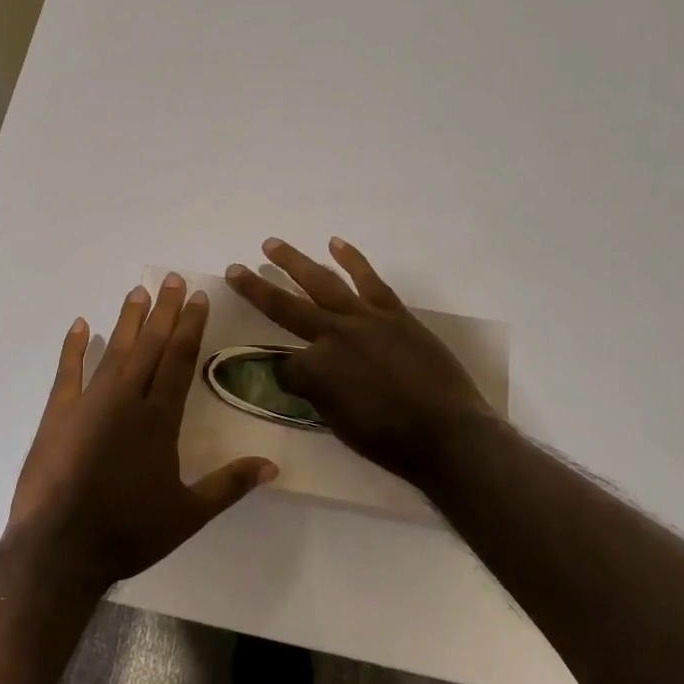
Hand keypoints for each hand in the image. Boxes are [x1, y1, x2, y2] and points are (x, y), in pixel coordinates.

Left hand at [7, 273, 277, 588]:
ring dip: (127, 320)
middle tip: (171, 279)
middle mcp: (127, 400)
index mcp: (159, 418)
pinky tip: (80, 325)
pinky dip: (74, 347)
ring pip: (114, 350)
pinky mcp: (58, 414)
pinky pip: (68, 372)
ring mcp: (89, 403)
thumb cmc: (129, 531)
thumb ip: (230, 485)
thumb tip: (273, 465)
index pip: (179, 359)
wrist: (60, 549)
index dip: (189, 326)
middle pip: (149, 345)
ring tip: (137, 291)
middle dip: (163, 311)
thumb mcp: (188, 514)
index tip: (197, 297)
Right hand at [225, 238, 496, 491]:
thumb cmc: (390, 441)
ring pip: (321, 282)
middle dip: (256, 288)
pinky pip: (368, 279)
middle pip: (284, 307)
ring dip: (293, 262)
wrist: (448, 433)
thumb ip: (315, 393)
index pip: (284, 364)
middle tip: (234, 269)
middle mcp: (332, 335)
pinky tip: (335, 243)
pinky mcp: (392, 312)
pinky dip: (352, 259)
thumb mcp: (338, 424)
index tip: (289, 381)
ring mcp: (364, 318)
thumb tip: (302, 376)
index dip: (283, 374)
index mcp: (315, 370)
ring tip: (271, 244)